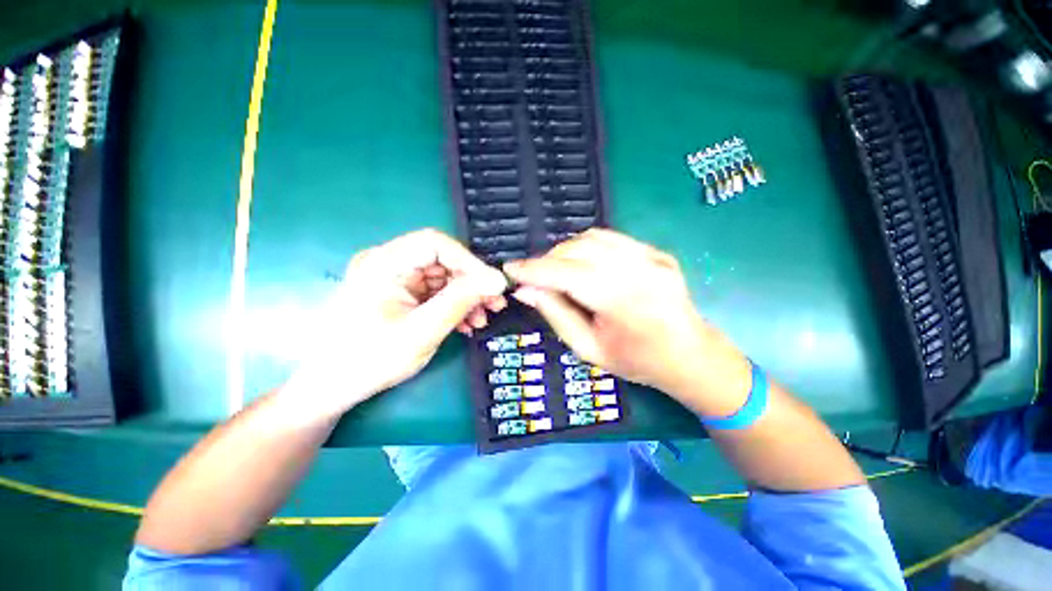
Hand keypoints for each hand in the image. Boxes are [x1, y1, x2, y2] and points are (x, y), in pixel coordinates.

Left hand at [287, 229, 507, 414]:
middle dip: (472, 283)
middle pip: (442, 260)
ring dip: (466, 297)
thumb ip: (461, 301)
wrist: (331, 388)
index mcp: (384, 263)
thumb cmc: (370, 360)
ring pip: (443, 278)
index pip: (435, 243)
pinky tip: (466, 324)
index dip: (468, 261)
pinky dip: (454, 306)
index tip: (492, 285)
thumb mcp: (422, 331)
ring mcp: (394, 279)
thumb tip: (498, 280)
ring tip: (482, 319)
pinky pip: (435, 292)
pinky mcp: (400, 294)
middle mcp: (388, 263)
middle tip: (495, 305)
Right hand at [504, 229, 749, 411]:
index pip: (565, 273)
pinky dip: (587, 247)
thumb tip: (525, 290)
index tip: (509, 269)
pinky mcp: (656, 251)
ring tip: (555, 271)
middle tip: (533, 277)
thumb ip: (555, 314)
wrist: (691, 355)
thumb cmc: (637, 361)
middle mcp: (638, 269)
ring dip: (565, 251)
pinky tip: (581, 263)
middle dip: (547, 261)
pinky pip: (611, 239)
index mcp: (621, 300)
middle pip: (577, 250)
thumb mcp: (588, 348)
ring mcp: (651, 256)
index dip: (533, 269)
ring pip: (592, 238)